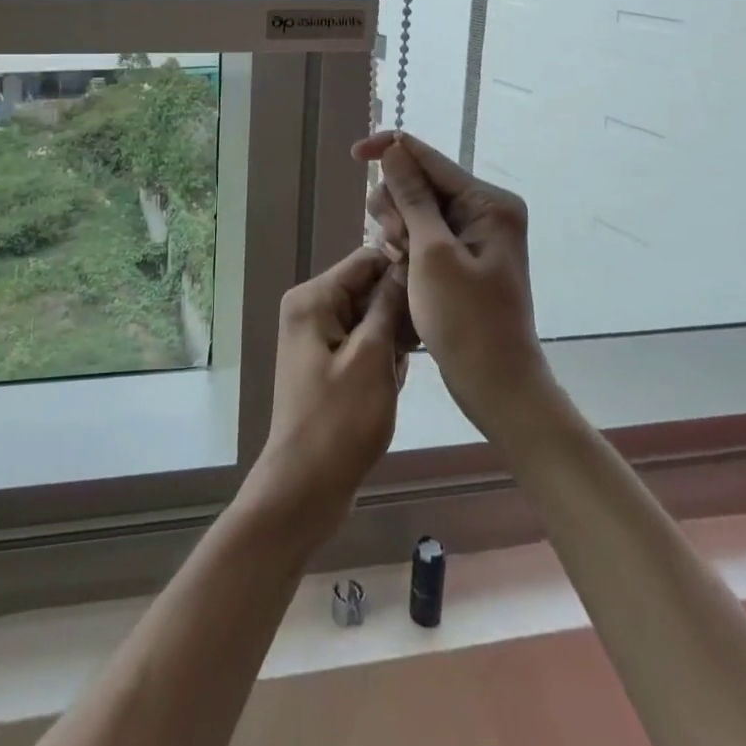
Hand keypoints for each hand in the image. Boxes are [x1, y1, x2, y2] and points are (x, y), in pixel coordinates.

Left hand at [244, 247, 408, 543]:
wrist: (306, 487)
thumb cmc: (340, 420)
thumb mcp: (372, 357)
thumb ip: (388, 305)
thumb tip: (405, 264)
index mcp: (313, 298)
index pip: (366, 259)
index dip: (402, 266)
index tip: (439, 286)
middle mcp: (311, 307)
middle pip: (368, 288)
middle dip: (397, 312)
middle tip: (418, 343)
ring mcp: (318, 336)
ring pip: (371, 317)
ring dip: (393, 340)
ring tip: (401, 370)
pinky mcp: (328, 361)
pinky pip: (364, 342)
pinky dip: (383, 358)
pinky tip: (392, 384)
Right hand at [353, 131, 549, 443]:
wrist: (497, 386)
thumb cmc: (467, 321)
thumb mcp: (432, 254)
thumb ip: (412, 197)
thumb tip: (394, 149)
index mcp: (488, 202)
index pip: (429, 157)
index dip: (390, 150)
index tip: (353, 155)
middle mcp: (484, 210)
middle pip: (419, 181)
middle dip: (396, 206)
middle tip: (397, 245)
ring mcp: (474, 234)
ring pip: (415, 209)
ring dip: (398, 230)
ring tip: (402, 264)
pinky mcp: (462, 256)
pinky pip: (422, 233)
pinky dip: (406, 247)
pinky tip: (404, 270)